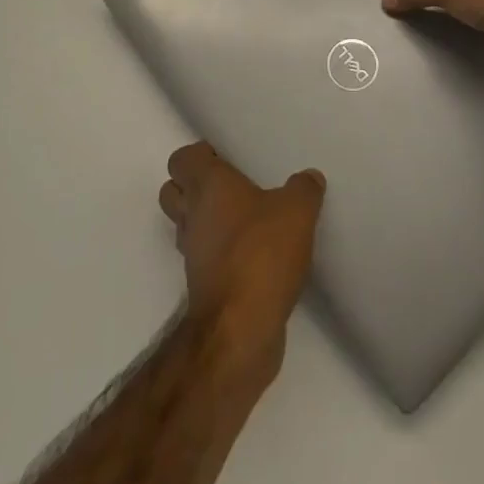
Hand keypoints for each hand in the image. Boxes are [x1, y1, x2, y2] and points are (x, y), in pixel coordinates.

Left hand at [158, 142, 324, 379]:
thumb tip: (309, 177)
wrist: (239, 329)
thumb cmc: (261, 253)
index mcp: (207, 186)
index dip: (199, 155)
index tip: (225, 156)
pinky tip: (250, 254)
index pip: (182, 159)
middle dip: (193, 185)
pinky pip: (204, 257)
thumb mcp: (297, 211)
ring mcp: (193, 254)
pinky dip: (218, 252)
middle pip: (173, 191)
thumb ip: (303, 189)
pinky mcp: (202, 286)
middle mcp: (192, 215)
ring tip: (242, 218)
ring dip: (205, 220)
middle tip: (230, 185)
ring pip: (185, 225)